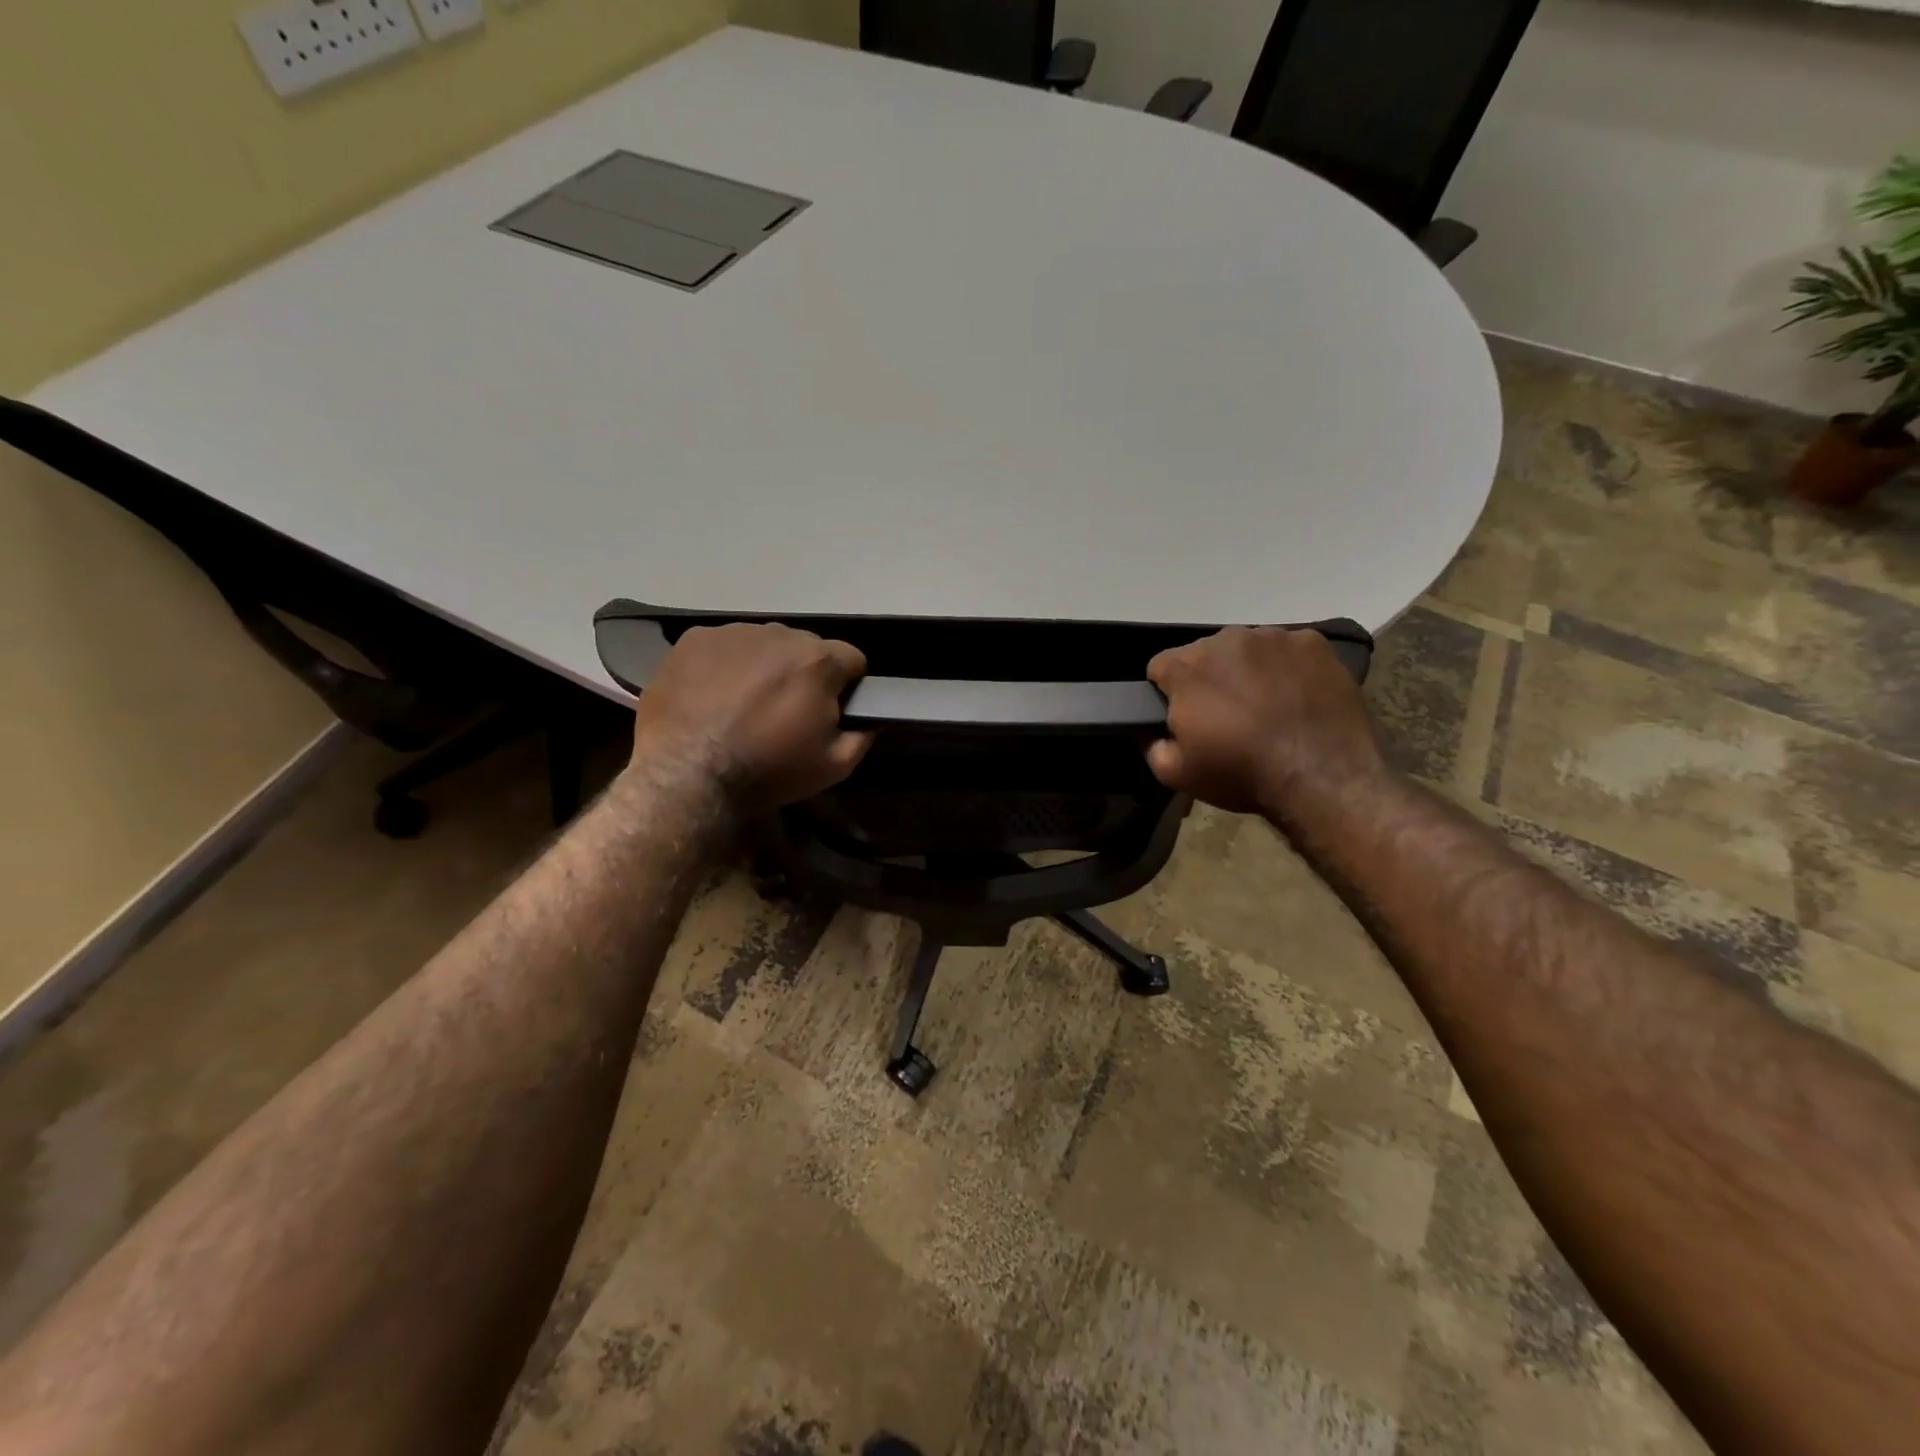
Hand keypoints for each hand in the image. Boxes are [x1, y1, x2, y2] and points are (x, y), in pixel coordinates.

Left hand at [624, 624, 871, 816]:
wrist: (688, 776)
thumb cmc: (769, 770)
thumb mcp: (834, 766)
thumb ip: (862, 736)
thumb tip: (870, 721)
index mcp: (818, 661)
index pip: (852, 659)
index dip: (847, 686)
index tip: (832, 710)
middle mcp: (778, 634)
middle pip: (806, 647)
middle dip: (803, 674)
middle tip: (785, 711)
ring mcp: (732, 633)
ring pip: (763, 644)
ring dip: (764, 666)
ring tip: (745, 703)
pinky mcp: (693, 641)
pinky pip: (723, 646)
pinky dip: (724, 665)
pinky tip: (713, 696)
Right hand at [1146, 626, 1386, 818]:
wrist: (1321, 777)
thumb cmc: (1241, 773)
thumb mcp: (1175, 774)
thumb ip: (1151, 745)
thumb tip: (1151, 730)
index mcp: (1186, 667)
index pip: (1160, 666)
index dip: (1168, 693)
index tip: (1184, 717)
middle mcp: (1226, 639)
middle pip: (1205, 653)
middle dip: (1210, 679)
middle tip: (1227, 716)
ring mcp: (1274, 637)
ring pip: (1247, 649)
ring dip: (1248, 670)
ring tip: (1267, 707)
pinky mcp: (1314, 644)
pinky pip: (1289, 650)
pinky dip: (1287, 669)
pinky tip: (1297, 698)